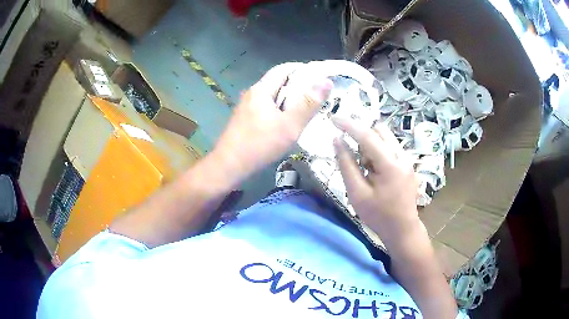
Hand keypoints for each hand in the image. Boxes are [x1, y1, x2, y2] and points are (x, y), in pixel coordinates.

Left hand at [211, 63, 332, 185]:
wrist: (229, 166)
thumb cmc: (260, 144)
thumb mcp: (290, 125)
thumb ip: (309, 104)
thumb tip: (326, 82)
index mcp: (261, 89)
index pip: (283, 69)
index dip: (301, 69)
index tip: (319, 75)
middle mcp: (252, 94)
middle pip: (277, 82)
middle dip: (297, 85)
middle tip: (316, 94)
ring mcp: (246, 107)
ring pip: (271, 96)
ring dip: (288, 99)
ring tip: (305, 108)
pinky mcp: (244, 119)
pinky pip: (265, 108)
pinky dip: (279, 109)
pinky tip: (286, 121)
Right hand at [332, 117, 419, 239]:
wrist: (403, 229)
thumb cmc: (378, 215)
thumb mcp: (357, 193)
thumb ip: (346, 165)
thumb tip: (337, 141)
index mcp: (390, 164)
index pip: (367, 135)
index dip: (348, 125)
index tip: (333, 118)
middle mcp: (402, 156)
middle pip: (379, 131)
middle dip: (363, 138)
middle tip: (356, 160)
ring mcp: (408, 160)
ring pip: (386, 138)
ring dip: (371, 146)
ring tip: (367, 170)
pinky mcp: (408, 164)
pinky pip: (390, 148)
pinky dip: (378, 153)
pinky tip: (376, 173)